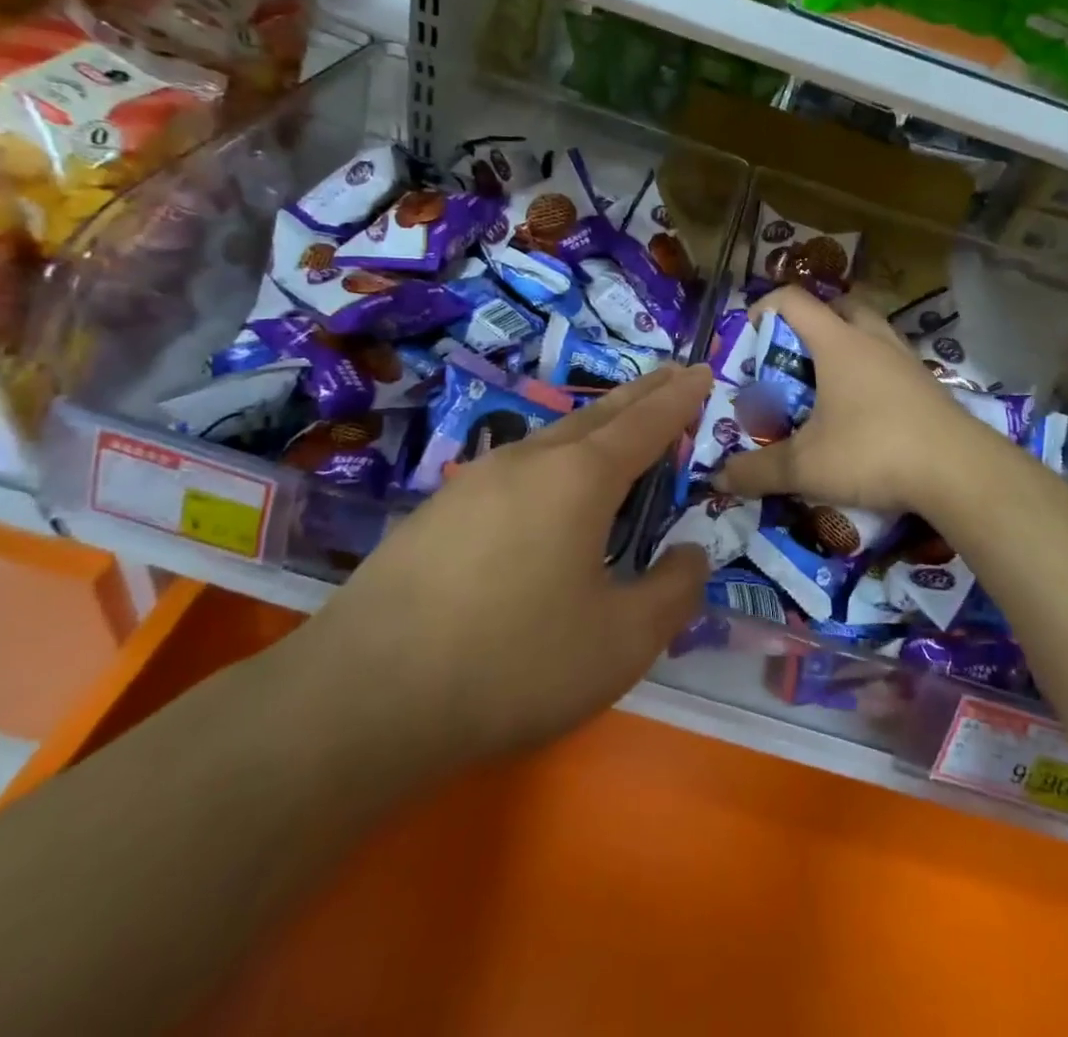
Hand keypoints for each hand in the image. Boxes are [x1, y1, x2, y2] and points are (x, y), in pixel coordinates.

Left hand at [291, 364, 713, 772]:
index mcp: (581, 478)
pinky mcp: (437, 512)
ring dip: (594, 426)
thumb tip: (690, 554)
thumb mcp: (622, 642)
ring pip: (552, 439)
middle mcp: (529, 462)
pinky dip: (552, 462)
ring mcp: (476, 481)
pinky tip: (543, 491)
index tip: (703, 371)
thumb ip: (673, 592)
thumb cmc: (514, 663)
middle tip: (672, 373)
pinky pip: (515, 470)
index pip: (646, 423)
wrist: (364, 697)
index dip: (681, 398)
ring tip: (616, 427)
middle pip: (599, 415)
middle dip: (641, 394)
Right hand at [713, 286, 988, 519]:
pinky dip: (871, 373)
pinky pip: (891, 362)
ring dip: (846, 346)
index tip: (748, 337)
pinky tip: (863, 412)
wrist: (959, 471)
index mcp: (838, 343)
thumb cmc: (873, 451)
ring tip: (825, 384)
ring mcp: (905, 361)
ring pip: (871, 332)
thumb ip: (758, 471)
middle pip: (839, 306)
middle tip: (792, 358)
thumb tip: (718, 478)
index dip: (763, 308)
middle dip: (811, 324)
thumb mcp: (806, 467)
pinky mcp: (927, 386)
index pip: (793, 300)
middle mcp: (873, 340)